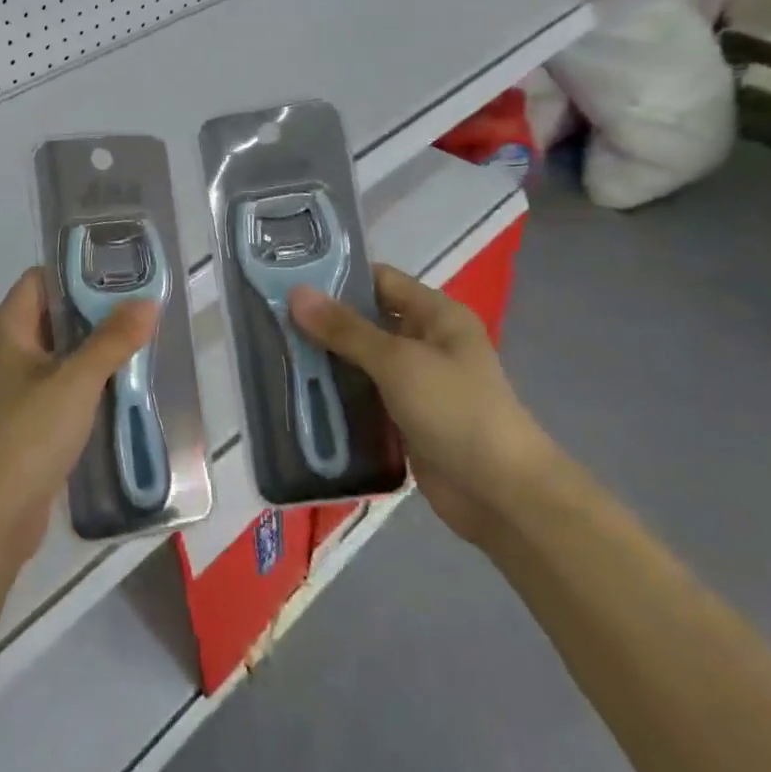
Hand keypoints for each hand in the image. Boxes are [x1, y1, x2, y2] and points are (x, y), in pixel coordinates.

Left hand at [0, 268, 158, 563]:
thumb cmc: (26, 435)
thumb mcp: (76, 382)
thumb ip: (112, 340)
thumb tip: (146, 302)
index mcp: (5, 327)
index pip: (42, 278)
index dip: (81, 273)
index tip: (125, 276)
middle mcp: (3, 349)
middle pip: (53, 315)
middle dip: (95, 313)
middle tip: (143, 312)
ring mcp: (10, 387)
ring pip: (58, 353)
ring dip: (93, 350)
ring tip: (141, 345)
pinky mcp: (21, 420)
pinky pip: (57, 386)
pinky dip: (84, 383)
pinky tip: (119, 389)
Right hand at [288, 265, 552, 544]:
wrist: (501, 495)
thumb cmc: (456, 410)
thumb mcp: (398, 361)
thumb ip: (345, 329)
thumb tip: (296, 293)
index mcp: (436, 315)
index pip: (380, 280)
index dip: (337, 276)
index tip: (287, 278)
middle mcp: (426, 342)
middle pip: (366, 321)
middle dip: (322, 322)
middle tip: (269, 319)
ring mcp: (415, 383)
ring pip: (360, 361)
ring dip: (325, 361)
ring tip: (273, 353)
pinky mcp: (404, 418)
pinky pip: (363, 396)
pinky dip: (336, 395)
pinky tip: (298, 393)